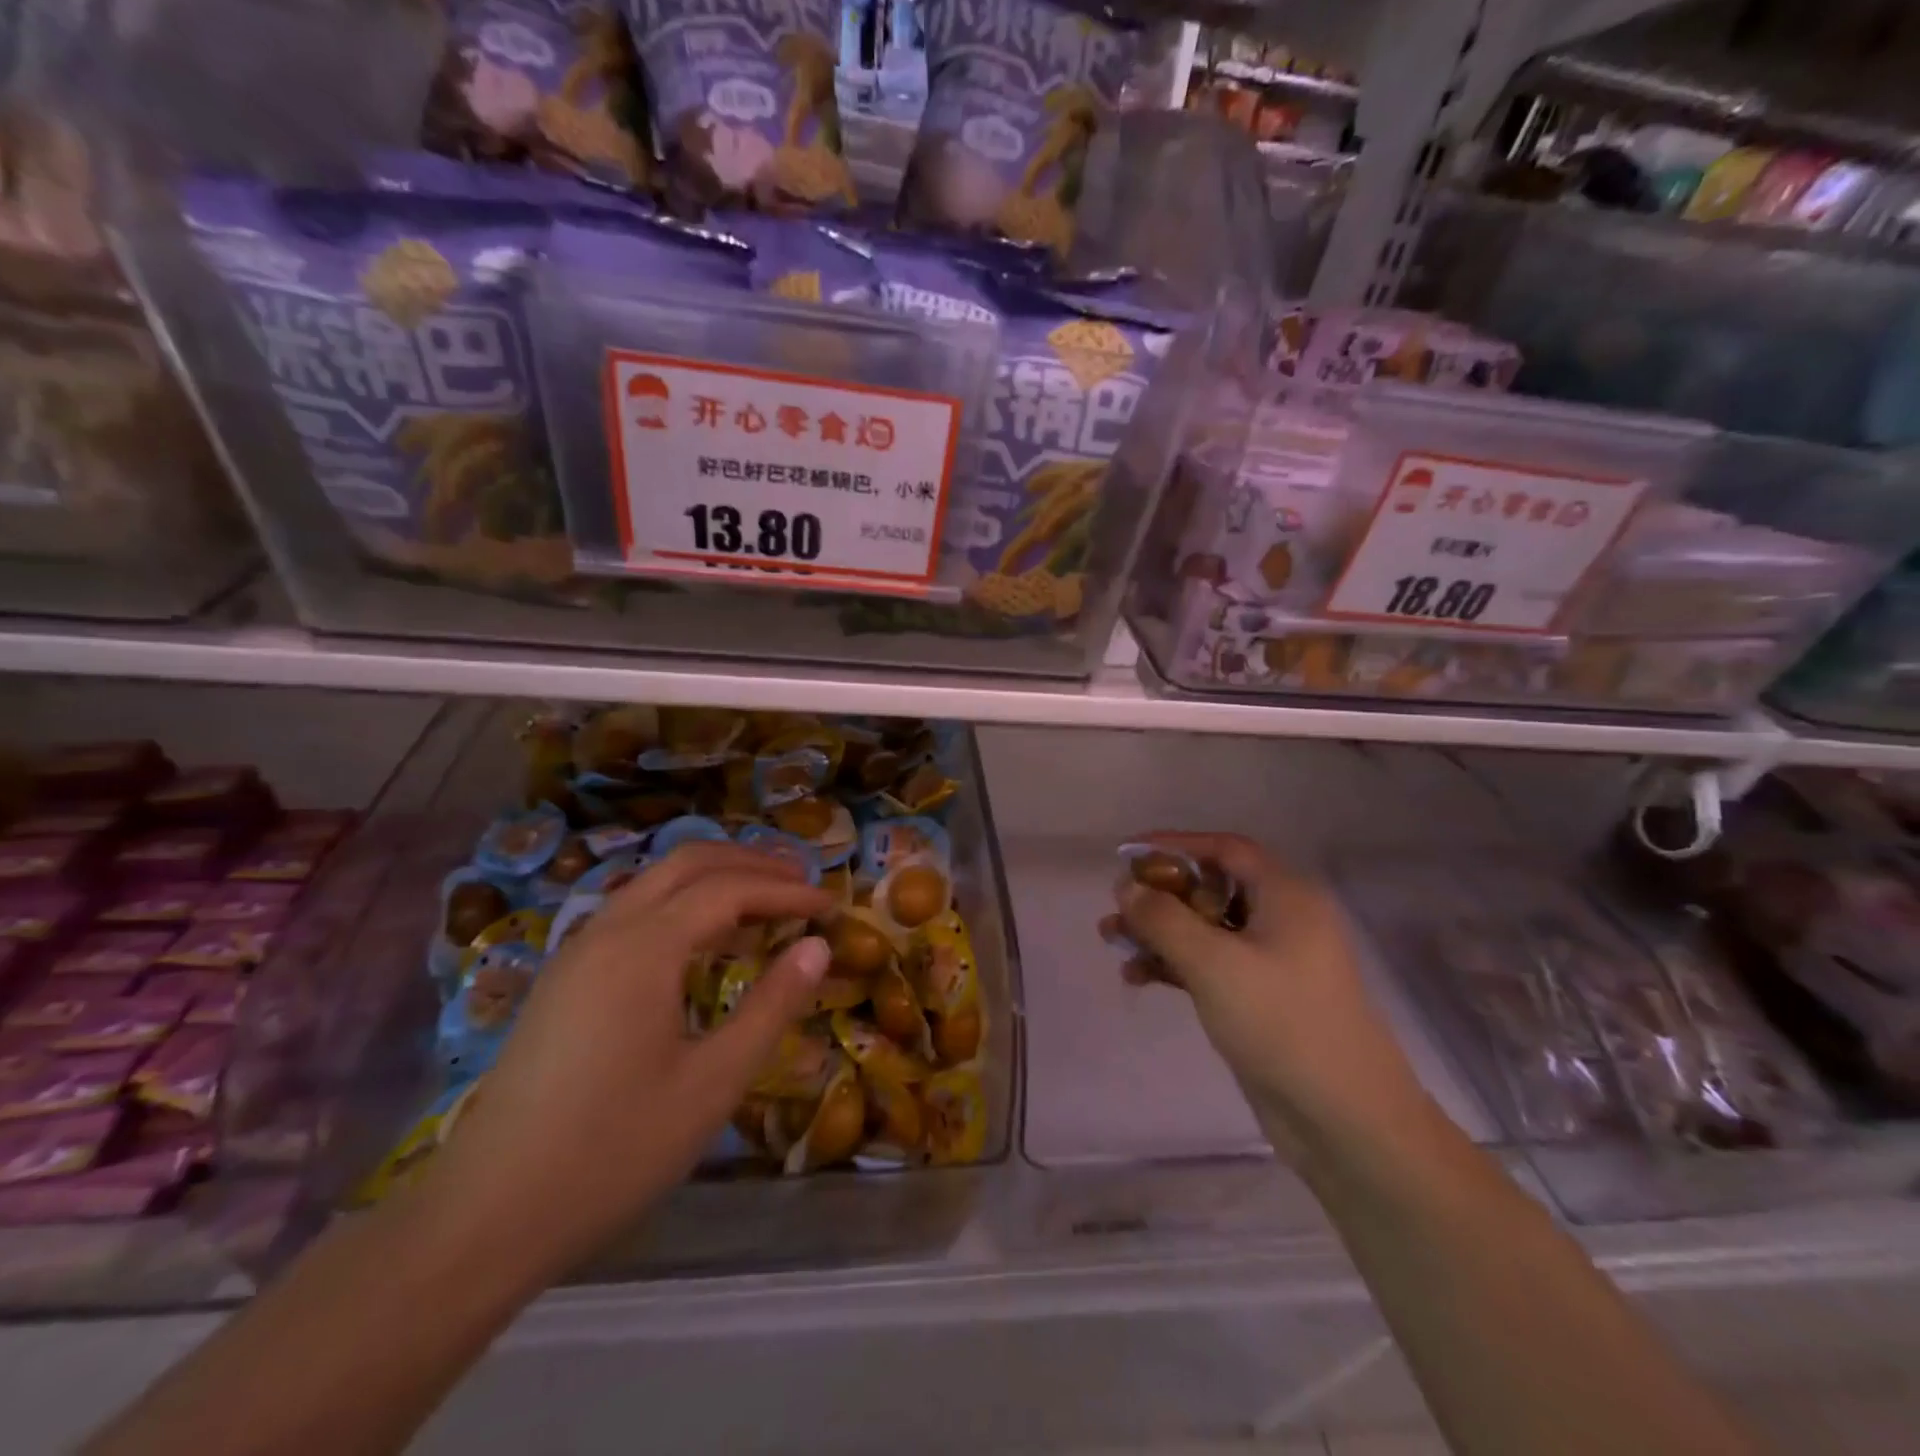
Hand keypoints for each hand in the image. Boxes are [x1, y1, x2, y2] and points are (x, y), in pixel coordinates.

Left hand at [420, 843, 833, 1274]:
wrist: (483, 1218)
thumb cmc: (612, 1151)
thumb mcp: (712, 1084)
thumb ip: (772, 1006)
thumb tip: (817, 946)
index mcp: (643, 948)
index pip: (729, 889)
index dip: (786, 890)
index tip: (832, 905)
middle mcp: (606, 930)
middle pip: (688, 861)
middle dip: (751, 861)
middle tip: (802, 881)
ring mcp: (576, 951)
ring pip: (654, 880)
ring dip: (714, 876)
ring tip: (763, 899)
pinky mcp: (563, 978)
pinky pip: (632, 910)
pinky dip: (681, 902)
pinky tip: (703, 939)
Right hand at [1105, 833, 1434, 1171]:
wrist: (1345, 1120)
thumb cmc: (1281, 1023)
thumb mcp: (1213, 963)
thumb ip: (1163, 919)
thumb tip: (1126, 884)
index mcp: (1286, 896)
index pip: (1225, 849)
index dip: (1176, 845)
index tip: (1129, 854)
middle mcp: (1283, 919)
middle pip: (1211, 887)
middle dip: (1160, 895)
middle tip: (1117, 906)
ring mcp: (1273, 961)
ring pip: (1206, 928)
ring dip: (1160, 931)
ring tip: (1112, 940)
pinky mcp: (1261, 997)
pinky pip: (1211, 964)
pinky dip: (1175, 964)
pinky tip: (1137, 977)